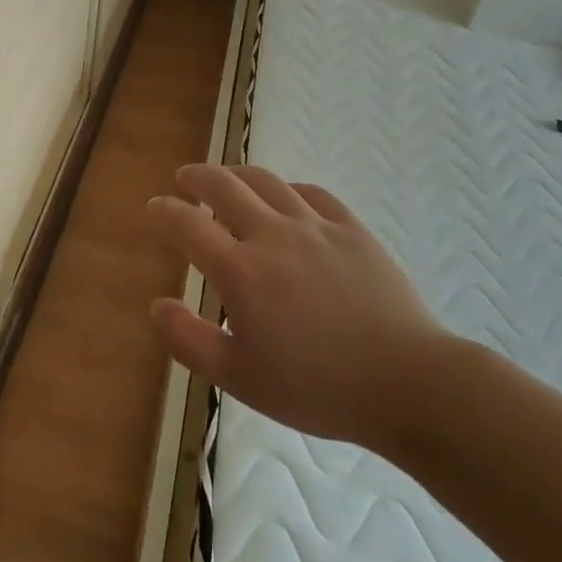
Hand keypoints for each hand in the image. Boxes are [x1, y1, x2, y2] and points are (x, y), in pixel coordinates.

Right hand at [147, 164, 448, 450]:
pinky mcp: (352, 229)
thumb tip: (157, 305)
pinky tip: (286, 196)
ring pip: (267, 181)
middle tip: (185, 179)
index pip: (189, 224)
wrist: (407, 382)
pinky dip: (288, 188)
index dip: (165, 211)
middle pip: (225, 186)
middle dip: (197, 177)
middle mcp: (273, 235)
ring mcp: (316, 226)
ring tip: (227, 178)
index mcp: (240, 271)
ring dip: (238, 174)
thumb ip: (190, 340)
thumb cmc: (317, 387)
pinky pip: (312, 193)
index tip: (155, 207)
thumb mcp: (240, 378)